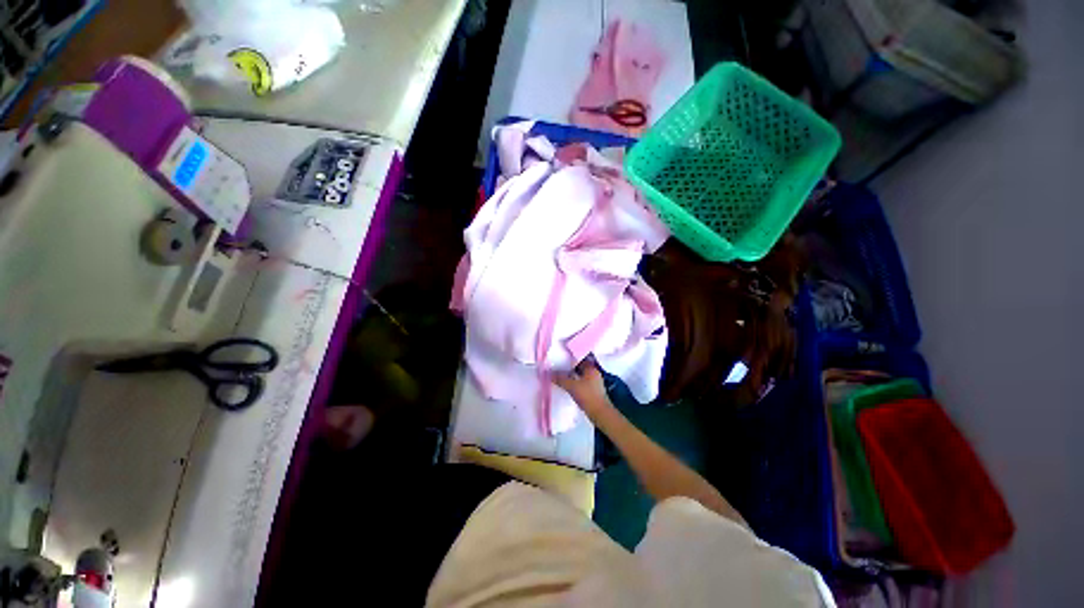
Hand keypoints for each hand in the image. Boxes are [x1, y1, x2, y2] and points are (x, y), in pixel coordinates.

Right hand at [553, 358, 611, 418]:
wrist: (599, 413)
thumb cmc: (587, 396)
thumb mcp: (572, 386)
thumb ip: (561, 379)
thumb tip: (550, 373)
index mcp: (591, 369)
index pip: (580, 359)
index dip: (571, 359)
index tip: (561, 359)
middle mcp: (594, 374)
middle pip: (580, 368)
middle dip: (570, 368)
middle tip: (559, 368)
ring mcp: (595, 383)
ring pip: (581, 376)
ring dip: (573, 377)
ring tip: (562, 377)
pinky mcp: (593, 392)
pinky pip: (582, 384)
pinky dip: (576, 384)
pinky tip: (569, 387)